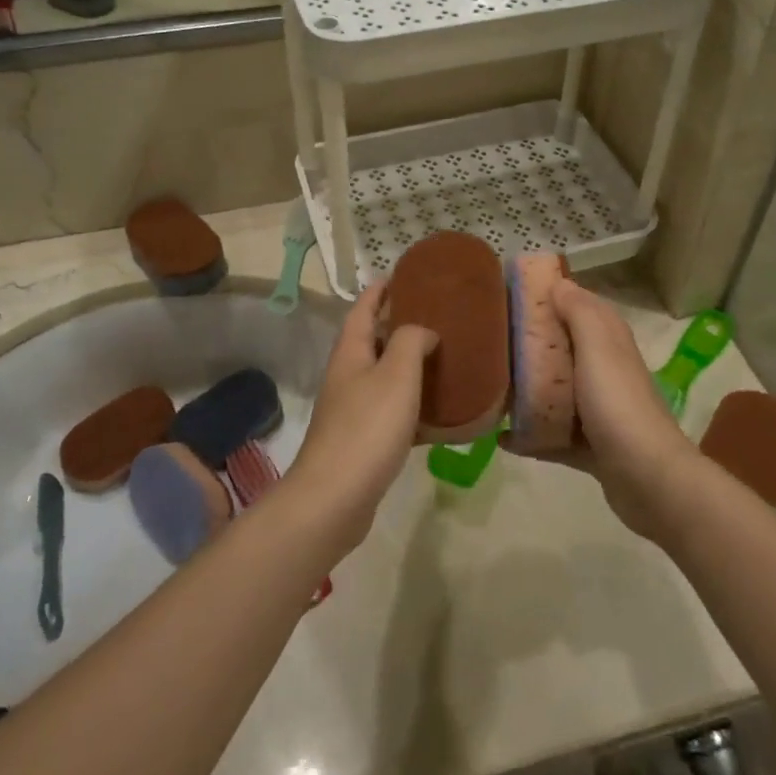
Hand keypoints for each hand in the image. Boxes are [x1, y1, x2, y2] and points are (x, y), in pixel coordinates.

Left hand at [283, 282, 435, 552]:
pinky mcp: (361, 441)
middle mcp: (347, 376)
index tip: (402, 276)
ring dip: (407, 364)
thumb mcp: (397, 375)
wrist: (334, 498)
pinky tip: (435, 411)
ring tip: (441, 356)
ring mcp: (351, 410)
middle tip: (434, 316)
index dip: (380, 291)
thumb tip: (423, 330)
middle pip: (372, 340)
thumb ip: (411, 341)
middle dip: (398, 324)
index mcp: (351, 353)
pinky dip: (411, 403)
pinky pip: (390, 410)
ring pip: (382, 376)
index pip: (363, 309)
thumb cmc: (367, 428)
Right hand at [506, 279, 695, 541]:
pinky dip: (530, 436)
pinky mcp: (590, 448)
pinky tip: (502, 438)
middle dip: (532, 344)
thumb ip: (579, 312)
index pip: (580, 307)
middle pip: (564, 349)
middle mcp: (605, 372)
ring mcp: (599, 412)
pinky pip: (553, 436)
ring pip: (557, 393)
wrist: (648, 478)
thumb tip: (559, 282)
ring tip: (492, 386)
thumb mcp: (598, 347)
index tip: (513, 295)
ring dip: (528, 391)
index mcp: (609, 343)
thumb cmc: (617, 404)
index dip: (552, 297)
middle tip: (493, 340)